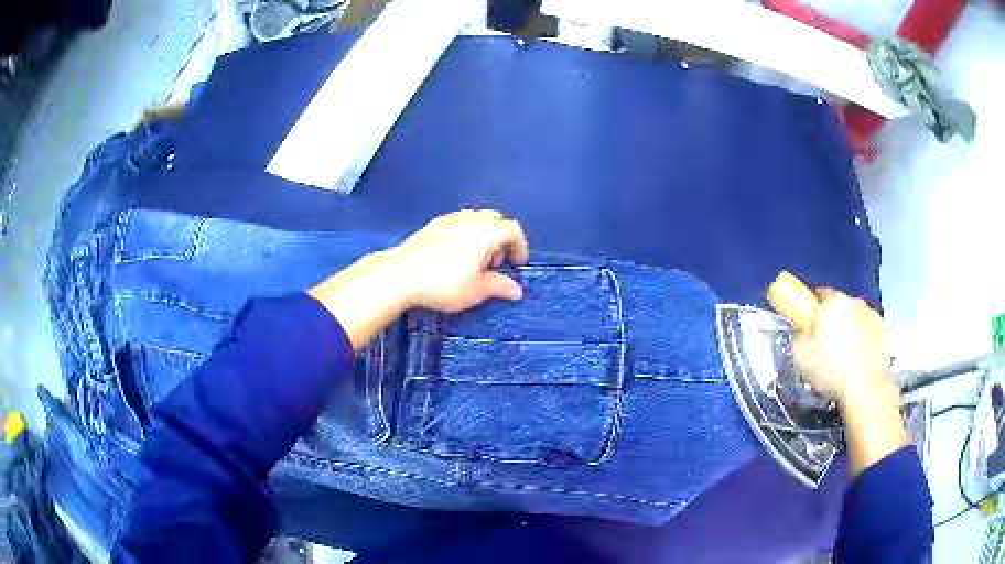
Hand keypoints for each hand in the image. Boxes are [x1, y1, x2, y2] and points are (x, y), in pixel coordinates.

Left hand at [309, 209, 528, 348]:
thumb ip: (499, 286)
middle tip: (496, 263)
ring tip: (475, 261)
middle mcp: (471, 219)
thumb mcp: (476, 290)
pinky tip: (454, 256)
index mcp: (487, 231)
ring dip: (483, 236)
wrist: (400, 274)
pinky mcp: (433, 224)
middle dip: (502, 239)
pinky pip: (459, 223)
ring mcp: (450, 218)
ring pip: (476, 220)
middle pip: (496, 220)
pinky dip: (466, 235)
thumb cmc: (444, 283)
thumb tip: (516, 290)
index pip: (513, 230)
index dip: (520, 246)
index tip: (517, 265)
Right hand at [792, 290, 893, 405]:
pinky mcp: (883, 333)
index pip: (820, 293)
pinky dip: (863, 341)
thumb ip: (799, 338)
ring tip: (843, 356)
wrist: (865, 387)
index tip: (808, 322)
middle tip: (824, 343)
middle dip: (833, 319)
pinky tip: (857, 361)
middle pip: (840, 305)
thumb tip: (802, 335)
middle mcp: (854, 302)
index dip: (812, 307)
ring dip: (850, 329)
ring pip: (856, 318)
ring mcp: (872, 316)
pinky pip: (868, 332)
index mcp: (833, 301)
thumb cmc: (831, 369)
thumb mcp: (801, 356)